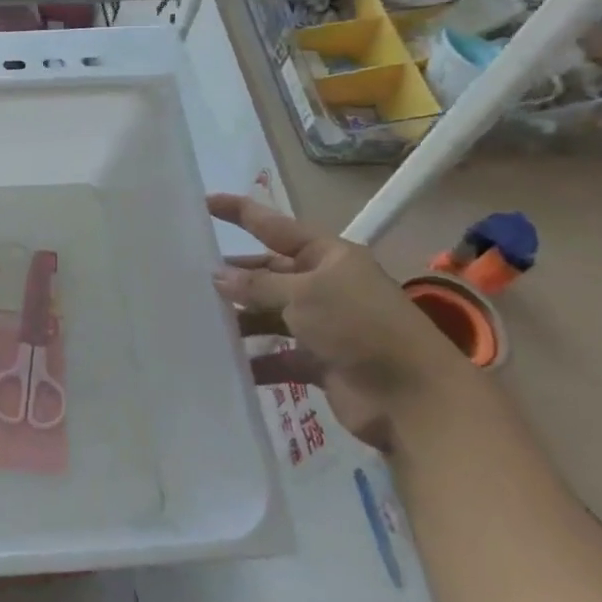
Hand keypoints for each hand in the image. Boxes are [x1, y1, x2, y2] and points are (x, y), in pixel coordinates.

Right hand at [209, 193, 465, 449]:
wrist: (414, 400)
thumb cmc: (360, 327)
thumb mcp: (305, 294)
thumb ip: (258, 285)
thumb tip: (217, 276)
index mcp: (329, 257)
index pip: (275, 226)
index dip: (240, 212)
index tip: (203, 201)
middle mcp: (324, 286)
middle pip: (268, 273)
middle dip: (233, 274)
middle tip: (187, 274)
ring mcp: (322, 325)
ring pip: (268, 314)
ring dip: (238, 318)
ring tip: (197, 319)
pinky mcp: (319, 362)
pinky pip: (276, 355)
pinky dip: (254, 359)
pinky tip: (223, 362)